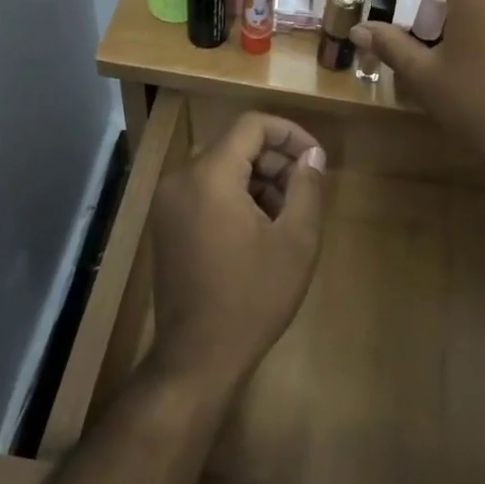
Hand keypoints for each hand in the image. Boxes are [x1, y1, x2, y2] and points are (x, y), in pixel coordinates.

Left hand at [147, 113, 326, 394]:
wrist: (197, 358)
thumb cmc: (252, 297)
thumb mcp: (295, 241)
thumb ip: (307, 187)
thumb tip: (312, 156)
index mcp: (209, 175)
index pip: (252, 125)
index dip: (290, 133)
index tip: (317, 159)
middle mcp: (181, 179)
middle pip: (236, 146)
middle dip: (276, 162)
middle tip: (307, 193)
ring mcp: (169, 203)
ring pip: (222, 169)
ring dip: (259, 182)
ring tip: (288, 217)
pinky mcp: (168, 225)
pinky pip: (207, 191)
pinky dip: (237, 198)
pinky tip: (261, 232)